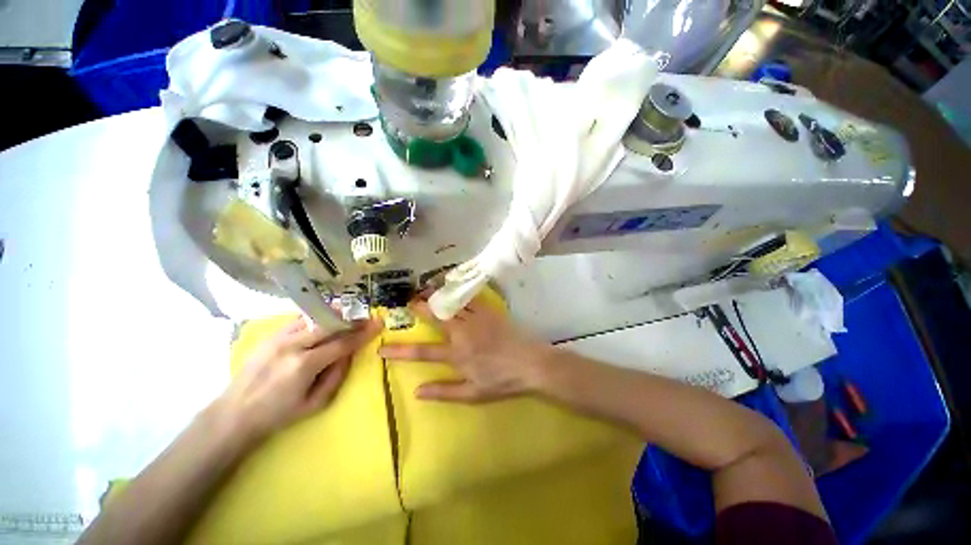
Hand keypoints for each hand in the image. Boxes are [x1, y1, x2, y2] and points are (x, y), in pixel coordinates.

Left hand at [217, 316, 382, 442]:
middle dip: (350, 319)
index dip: (363, 333)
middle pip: (329, 324)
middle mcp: (292, 346)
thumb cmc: (278, 414)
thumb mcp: (315, 403)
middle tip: (365, 317)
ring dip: (333, 314)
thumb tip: (349, 354)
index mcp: (305, 365)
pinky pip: (297, 320)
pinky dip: (314, 317)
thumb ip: (337, 376)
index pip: (342, 343)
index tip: (377, 323)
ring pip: (312, 317)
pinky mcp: (269, 336)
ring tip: (347, 312)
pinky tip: (322, 318)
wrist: (234, 414)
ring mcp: (278, 338)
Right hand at [379, 298, 551, 402]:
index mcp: (457, 354)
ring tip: (426, 290)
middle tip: (409, 302)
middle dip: (420, 308)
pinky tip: (453, 288)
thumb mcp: (472, 394)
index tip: (382, 348)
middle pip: (436, 317)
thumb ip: (444, 391)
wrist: (530, 363)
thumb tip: (417, 391)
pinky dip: (459, 292)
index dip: (400, 350)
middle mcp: (463, 333)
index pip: (422, 351)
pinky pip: (471, 298)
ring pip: (452, 304)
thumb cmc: (502, 381)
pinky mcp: (489, 311)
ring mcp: (477, 319)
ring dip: (437, 297)